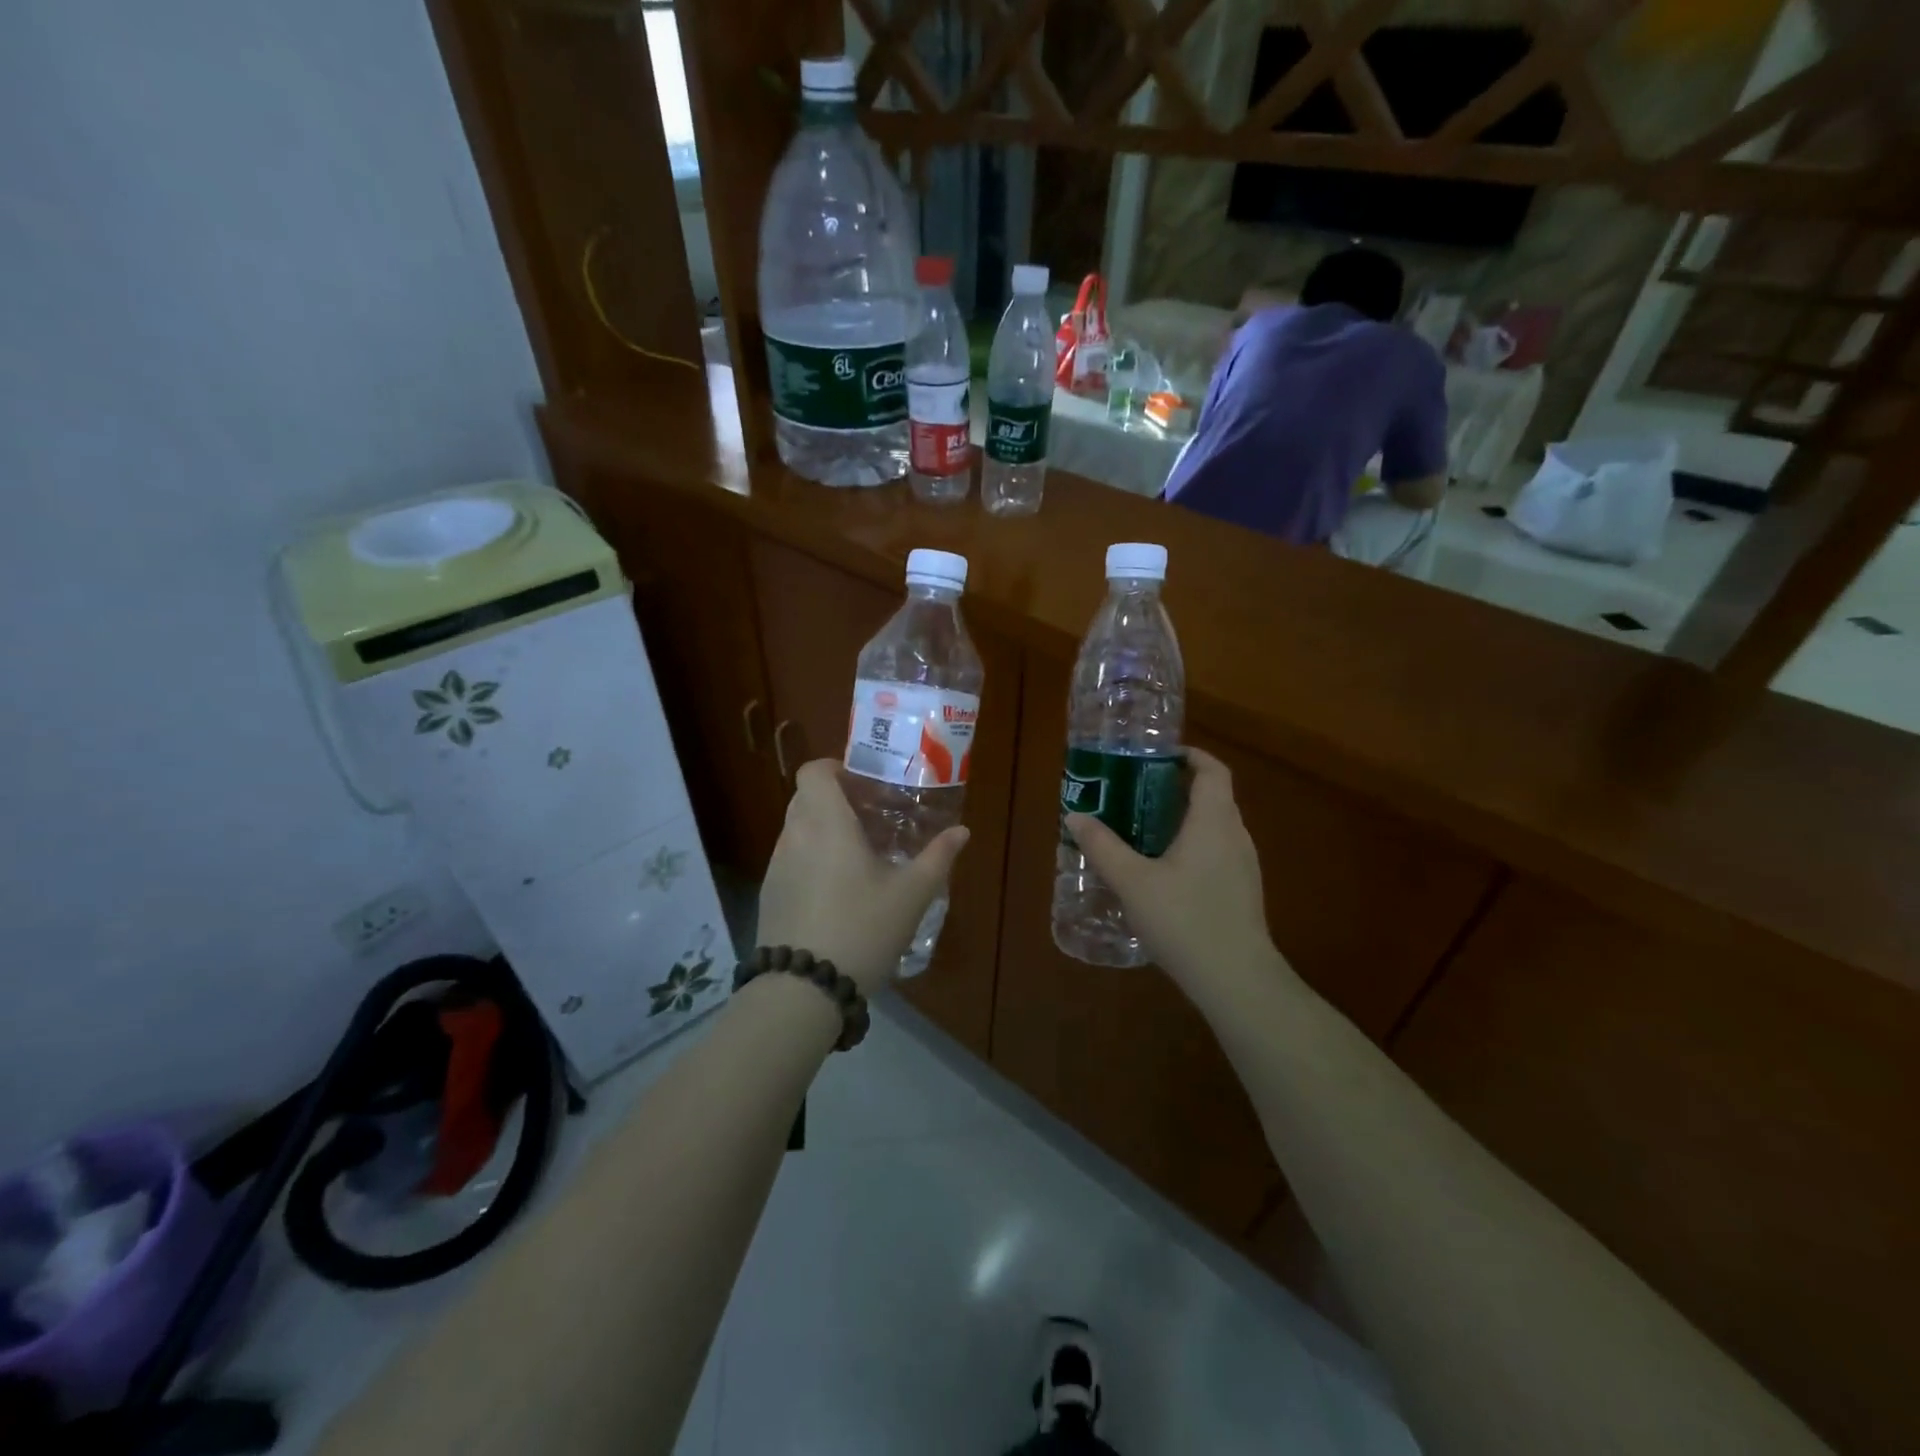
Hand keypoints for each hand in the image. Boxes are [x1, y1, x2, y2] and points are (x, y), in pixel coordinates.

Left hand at [757, 760, 969, 997]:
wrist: (803, 989)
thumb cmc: (862, 929)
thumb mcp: (911, 894)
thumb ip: (938, 857)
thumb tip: (962, 831)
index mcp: (826, 824)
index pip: (814, 771)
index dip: (836, 768)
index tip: (865, 785)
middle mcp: (795, 836)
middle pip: (807, 798)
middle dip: (837, 800)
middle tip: (873, 819)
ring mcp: (776, 866)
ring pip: (798, 829)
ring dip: (825, 830)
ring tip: (860, 856)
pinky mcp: (769, 895)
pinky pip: (791, 858)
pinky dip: (812, 858)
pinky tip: (838, 890)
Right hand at [1064, 746, 1282, 991]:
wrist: (1236, 980)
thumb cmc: (1184, 919)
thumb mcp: (1132, 882)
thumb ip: (1103, 846)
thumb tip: (1076, 816)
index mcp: (1213, 821)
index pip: (1212, 770)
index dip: (1189, 756)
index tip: (1156, 758)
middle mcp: (1235, 835)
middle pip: (1213, 796)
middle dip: (1177, 788)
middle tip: (1136, 793)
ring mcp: (1243, 865)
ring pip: (1215, 826)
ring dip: (1184, 819)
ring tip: (1143, 830)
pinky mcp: (1242, 891)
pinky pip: (1217, 852)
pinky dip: (1193, 846)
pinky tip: (1164, 872)